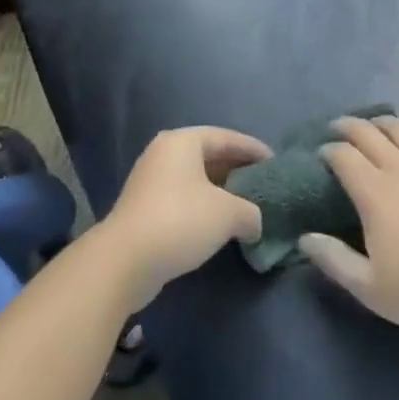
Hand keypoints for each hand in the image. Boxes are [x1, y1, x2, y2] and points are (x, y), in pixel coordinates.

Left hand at [94, 126, 271, 308]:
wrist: (124, 262)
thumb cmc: (180, 221)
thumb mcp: (227, 213)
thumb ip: (250, 212)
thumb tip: (255, 223)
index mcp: (183, 141)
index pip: (226, 137)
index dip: (253, 149)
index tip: (275, 162)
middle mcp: (164, 153)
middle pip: (209, 156)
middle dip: (237, 170)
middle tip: (262, 184)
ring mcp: (150, 180)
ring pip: (195, 179)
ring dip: (220, 191)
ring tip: (246, 205)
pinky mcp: (143, 208)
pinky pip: (182, 198)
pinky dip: (203, 206)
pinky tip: (219, 224)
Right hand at [299, 116, 398, 339]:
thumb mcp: (371, 288)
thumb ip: (334, 260)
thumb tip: (305, 238)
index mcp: (375, 191)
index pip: (343, 155)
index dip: (327, 150)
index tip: (320, 154)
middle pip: (367, 131)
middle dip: (346, 126)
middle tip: (335, 129)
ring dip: (378, 123)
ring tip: (371, 128)